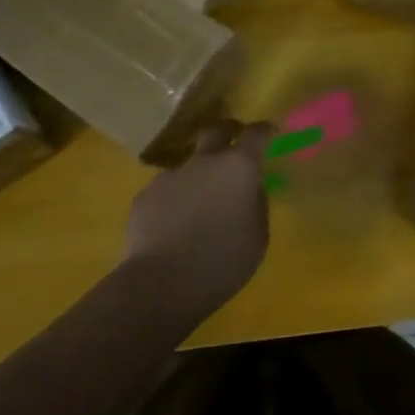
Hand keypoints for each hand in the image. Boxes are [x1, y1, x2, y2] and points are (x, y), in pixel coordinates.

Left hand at [122, 120, 274, 318]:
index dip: (264, 131)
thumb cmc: (222, 262)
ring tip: (199, 210)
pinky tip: (173, 229)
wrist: (161, 284)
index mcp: (238, 168)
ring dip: (198, 178)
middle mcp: (204, 162)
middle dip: (226, 133)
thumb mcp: (258, 236)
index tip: (269, 133)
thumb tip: (248, 190)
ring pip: (189, 166)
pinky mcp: (145, 195)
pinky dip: (174, 202)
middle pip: (215, 130)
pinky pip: (167, 191)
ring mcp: (170, 176)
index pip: (256, 133)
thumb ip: (256, 204)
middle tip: (232, 149)